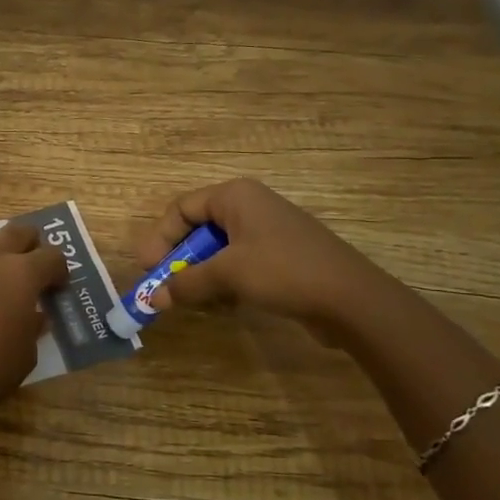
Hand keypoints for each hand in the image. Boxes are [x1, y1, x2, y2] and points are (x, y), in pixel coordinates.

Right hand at [132, 178, 387, 343]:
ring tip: (189, 298)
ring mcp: (269, 231)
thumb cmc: (283, 271)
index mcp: (235, 196)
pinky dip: (224, 279)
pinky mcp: (282, 256)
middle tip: (164, 286)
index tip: (147, 269)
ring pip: (219, 248)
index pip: (182, 208)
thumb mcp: (228, 274)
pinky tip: (220, 303)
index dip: (160, 237)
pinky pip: (240, 262)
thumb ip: (187, 283)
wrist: (352, 298)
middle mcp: (250, 206)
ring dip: (200, 272)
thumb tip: (154, 299)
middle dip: (179, 258)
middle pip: (199, 227)